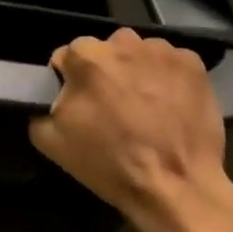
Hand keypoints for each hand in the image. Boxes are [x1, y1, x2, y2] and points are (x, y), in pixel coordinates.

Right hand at [29, 29, 232, 231]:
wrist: (177, 189)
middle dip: (106, 73)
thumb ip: (40, 106)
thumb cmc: (110, 164)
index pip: (67, 58)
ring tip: (146, 108)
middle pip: (105, 51)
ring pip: (138, 54)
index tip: (82, 106)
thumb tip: (50, 96)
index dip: (72, 82)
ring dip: (137, 72)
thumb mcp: (51, 142)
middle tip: (115, 108)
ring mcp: (160, 50)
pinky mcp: (192, 64)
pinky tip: (171, 106)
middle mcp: (121, 42)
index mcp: (84, 55)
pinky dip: (168, 78)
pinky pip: (170, 63)